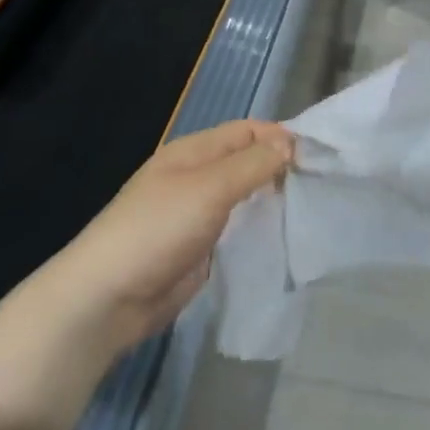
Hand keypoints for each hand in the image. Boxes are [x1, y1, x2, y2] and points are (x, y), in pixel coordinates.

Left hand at [0, 121, 293, 429]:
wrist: (107, 299)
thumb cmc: (157, 230)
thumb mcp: (208, 189)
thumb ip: (251, 164)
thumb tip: (290, 142)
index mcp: (192, 153)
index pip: (246, 131)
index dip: (280, 136)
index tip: (320, 154)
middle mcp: (196, 178)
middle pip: (246, 162)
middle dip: (281, 168)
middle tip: (323, 183)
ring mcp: (197, 216)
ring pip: (245, 198)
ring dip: (273, 200)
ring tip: (314, 208)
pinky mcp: (200, 250)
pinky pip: (238, 231)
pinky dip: (260, 230)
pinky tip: (286, 238)